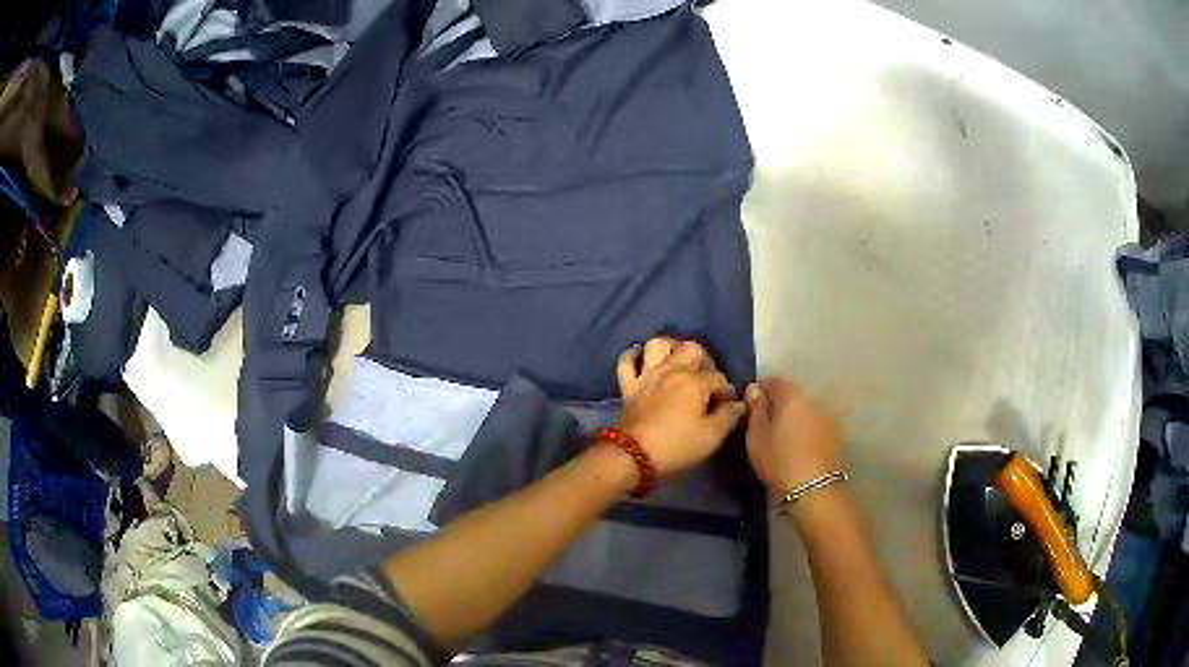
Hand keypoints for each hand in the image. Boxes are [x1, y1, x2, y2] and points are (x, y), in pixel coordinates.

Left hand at [611, 338, 746, 476]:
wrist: (633, 456)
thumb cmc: (677, 446)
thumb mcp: (711, 436)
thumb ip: (728, 416)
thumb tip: (739, 404)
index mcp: (694, 382)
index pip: (719, 378)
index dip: (727, 391)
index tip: (728, 406)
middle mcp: (671, 370)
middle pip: (692, 349)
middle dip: (705, 360)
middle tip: (708, 379)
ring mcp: (647, 376)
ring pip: (657, 345)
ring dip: (670, 348)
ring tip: (679, 362)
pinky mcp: (628, 386)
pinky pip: (626, 362)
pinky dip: (632, 356)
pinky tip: (642, 358)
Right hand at [745, 378, 844, 493]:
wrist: (811, 488)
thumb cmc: (777, 460)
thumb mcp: (756, 436)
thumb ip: (756, 409)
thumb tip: (754, 388)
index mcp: (791, 397)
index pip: (775, 380)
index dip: (761, 388)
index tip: (751, 403)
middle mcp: (812, 400)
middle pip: (792, 394)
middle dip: (779, 403)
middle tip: (766, 421)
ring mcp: (827, 417)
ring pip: (806, 409)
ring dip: (795, 416)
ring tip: (783, 435)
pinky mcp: (835, 434)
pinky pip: (816, 424)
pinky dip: (807, 428)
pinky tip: (800, 445)